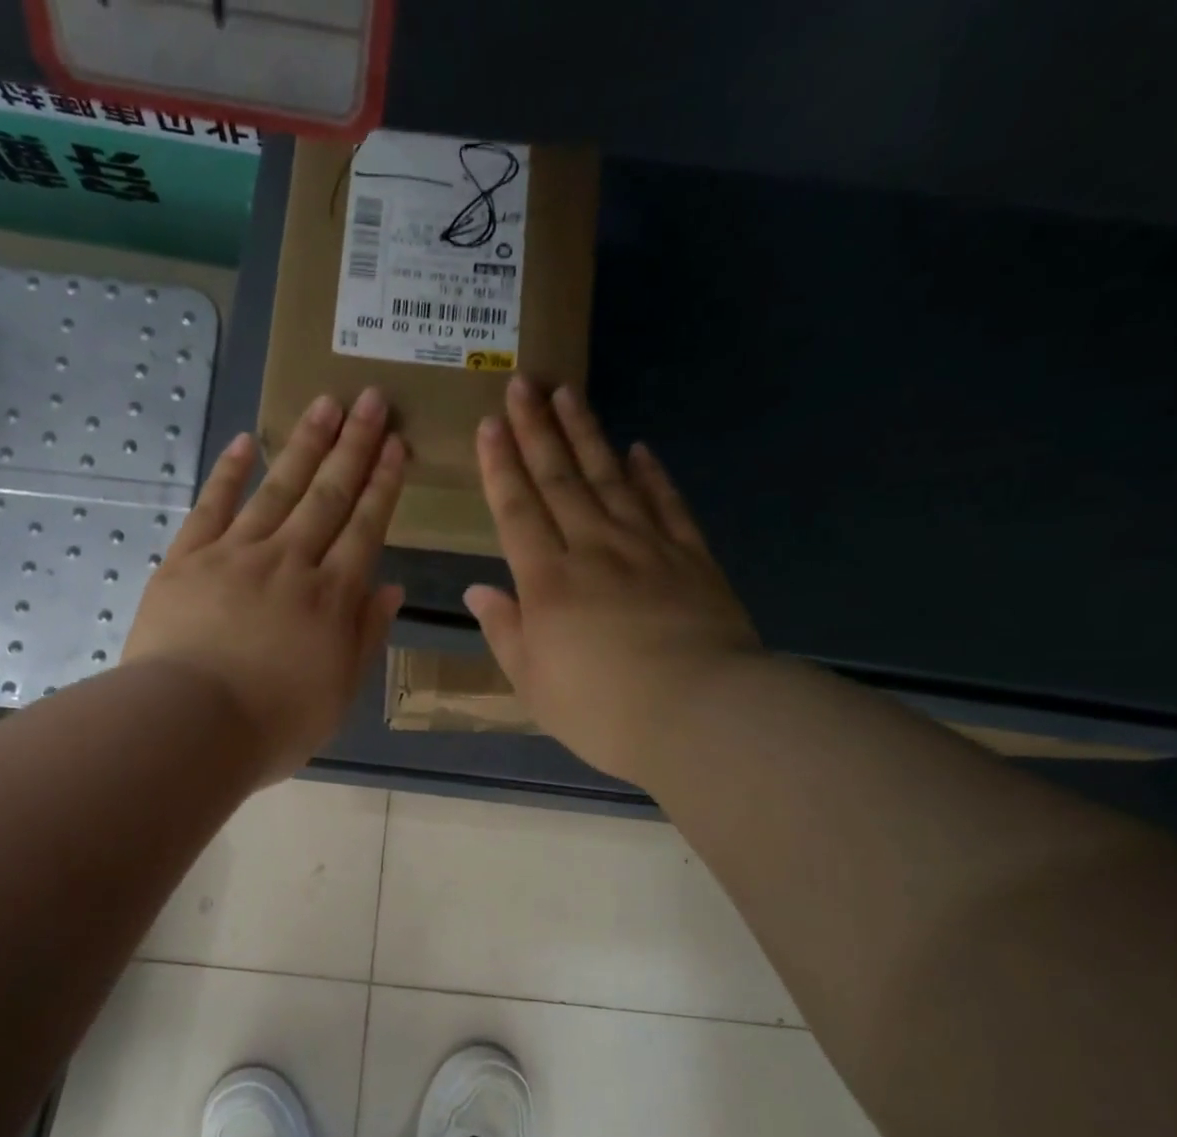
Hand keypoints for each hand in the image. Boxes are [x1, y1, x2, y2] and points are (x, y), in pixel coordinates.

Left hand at [124, 388, 405, 785]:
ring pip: (278, 490)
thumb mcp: (338, 693)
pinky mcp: (187, 559)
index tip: (397, 444)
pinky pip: (212, 506)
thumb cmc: (273, 724)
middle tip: (371, 398)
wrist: (190, 725)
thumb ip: (365, 636)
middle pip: (327, 496)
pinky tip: (246, 442)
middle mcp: (289, 563)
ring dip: (304, 446)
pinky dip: (229, 473)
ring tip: (325, 403)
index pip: (365, 528)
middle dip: (353, 446)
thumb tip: (392, 587)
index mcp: (330, 598)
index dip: (383, 485)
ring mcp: (235, 555)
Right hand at [467, 378, 761, 785]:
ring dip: (586, 435)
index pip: (517, 511)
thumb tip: (478, 592)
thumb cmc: (601, 710)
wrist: (698, 713)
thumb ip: (505, 632)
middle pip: (560, 480)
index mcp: (547, 583)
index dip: (500, 467)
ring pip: (610, 478)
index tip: (489, 424)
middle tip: (523, 383)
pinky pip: (667, 504)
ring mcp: (647, 547)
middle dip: (537, 430)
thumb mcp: (534, 684)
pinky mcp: (691, 557)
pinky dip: (652, 474)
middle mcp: (593, 550)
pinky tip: (640, 449)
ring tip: (569, 394)